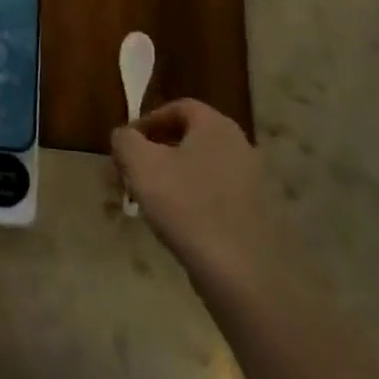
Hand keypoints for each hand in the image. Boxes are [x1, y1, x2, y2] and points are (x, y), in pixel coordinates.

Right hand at [111, 99, 298, 295]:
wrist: (242, 271)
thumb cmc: (186, 205)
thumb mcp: (139, 163)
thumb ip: (124, 140)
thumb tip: (125, 136)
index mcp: (216, 126)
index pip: (178, 107)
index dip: (147, 121)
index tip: (125, 145)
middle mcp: (239, 146)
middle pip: (187, 139)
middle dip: (151, 154)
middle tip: (127, 176)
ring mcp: (251, 182)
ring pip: (198, 169)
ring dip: (167, 179)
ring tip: (143, 203)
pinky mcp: (254, 214)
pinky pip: (213, 195)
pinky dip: (189, 201)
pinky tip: (172, 224)